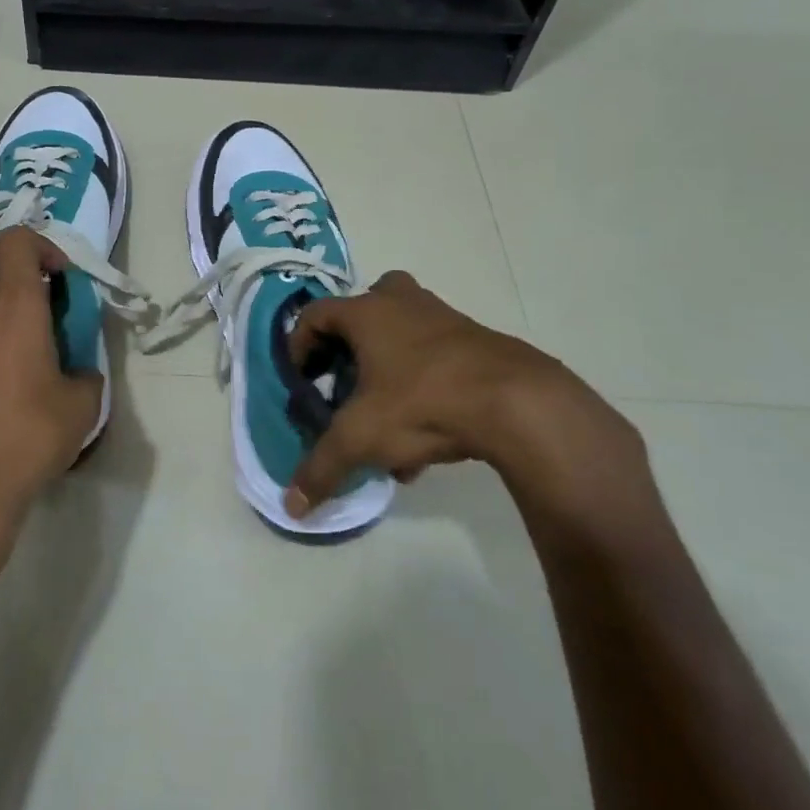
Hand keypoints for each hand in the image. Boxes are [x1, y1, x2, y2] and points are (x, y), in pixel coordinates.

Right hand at [283, 271, 654, 526]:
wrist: (517, 403)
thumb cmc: (423, 403)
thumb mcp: (362, 438)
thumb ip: (323, 468)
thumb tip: (292, 506)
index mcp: (366, 312)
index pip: (314, 314)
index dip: (298, 346)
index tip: (301, 381)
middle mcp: (401, 303)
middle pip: (362, 310)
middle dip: (347, 348)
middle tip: (343, 382)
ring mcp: (442, 317)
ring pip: (401, 332)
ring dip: (385, 368)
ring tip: (383, 418)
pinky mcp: (475, 340)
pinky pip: (433, 355)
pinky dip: (420, 383)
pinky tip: (426, 438)